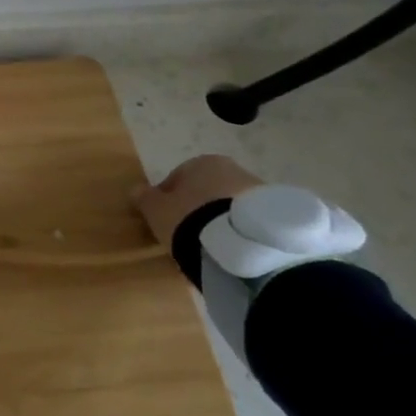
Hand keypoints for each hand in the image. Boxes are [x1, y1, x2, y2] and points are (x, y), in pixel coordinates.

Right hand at [134, 155, 264, 245]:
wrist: (242, 245)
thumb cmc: (191, 218)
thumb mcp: (157, 210)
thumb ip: (145, 198)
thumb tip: (136, 190)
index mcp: (204, 162)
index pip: (179, 177)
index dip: (168, 198)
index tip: (164, 220)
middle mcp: (235, 170)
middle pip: (209, 190)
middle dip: (198, 209)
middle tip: (188, 234)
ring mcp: (261, 193)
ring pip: (231, 207)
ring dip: (221, 222)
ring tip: (211, 249)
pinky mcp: (279, 218)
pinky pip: (249, 224)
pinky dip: (239, 234)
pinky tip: (230, 253)